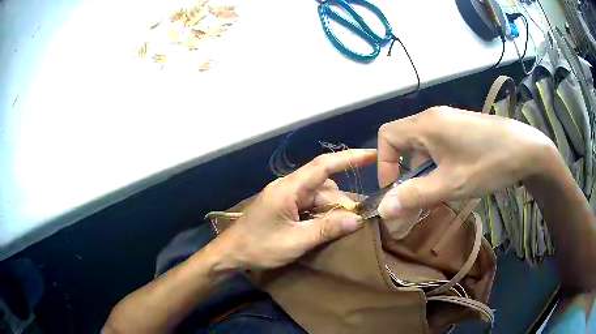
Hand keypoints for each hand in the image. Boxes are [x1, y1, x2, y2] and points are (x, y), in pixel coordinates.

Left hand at [217, 149, 376, 269]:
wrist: (230, 253)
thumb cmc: (259, 247)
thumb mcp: (295, 241)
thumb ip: (326, 229)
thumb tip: (357, 219)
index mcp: (288, 189)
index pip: (323, 166)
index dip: (349, 158)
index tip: (372, 155)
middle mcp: (289, 187)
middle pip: (325, 186)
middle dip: (343, 202)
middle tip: (359, 221)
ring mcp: (286, 197)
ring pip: (319, 196)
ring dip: (333, 210)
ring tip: (345, 227)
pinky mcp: (285, 206)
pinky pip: (310, 204)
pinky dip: (323, 214)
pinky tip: (329, 227)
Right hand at [377, 106, 556, 218]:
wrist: (526, 150)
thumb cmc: (488, 164)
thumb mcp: (451, 184)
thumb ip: (415, 196)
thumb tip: (383, 210)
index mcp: (426, 125)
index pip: (386, 137)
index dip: (384, 164)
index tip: (394, 190)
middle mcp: (434, 117)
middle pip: (403, 141)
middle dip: (403, 172)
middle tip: (414, 198)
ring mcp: (450, 121)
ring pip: (422, 145)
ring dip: (421, 171)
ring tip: (435, 193)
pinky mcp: (462, 128)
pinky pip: (438, 145)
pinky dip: (436, 164)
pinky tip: (452, 179)